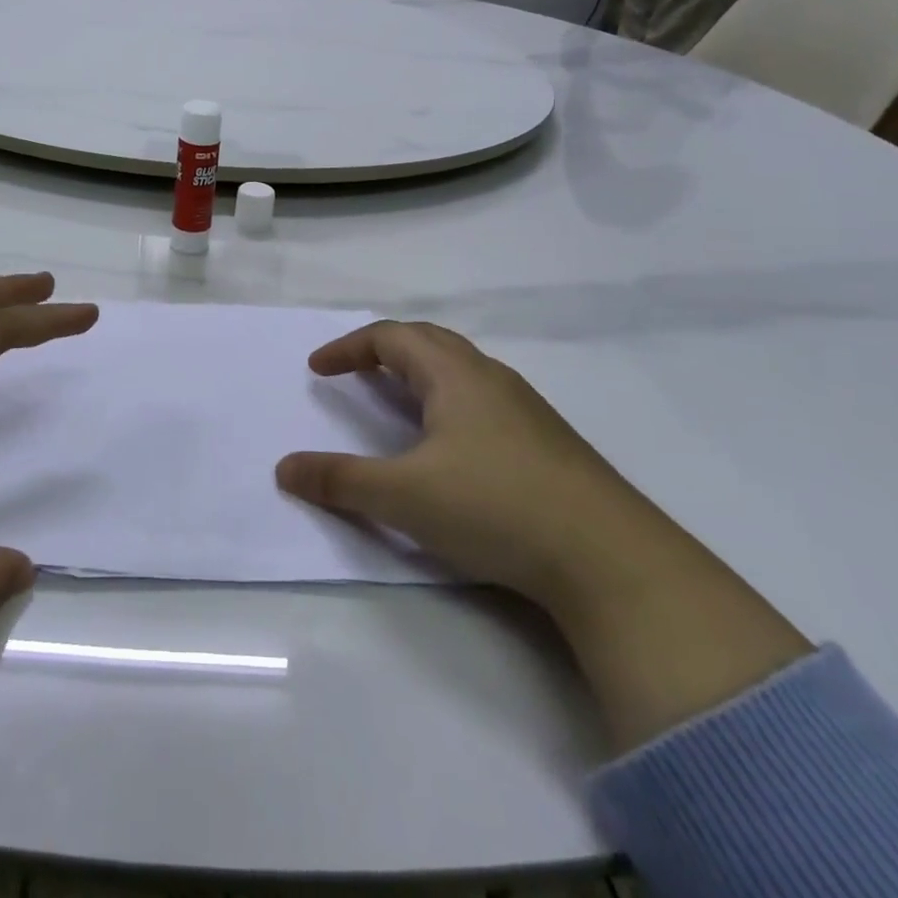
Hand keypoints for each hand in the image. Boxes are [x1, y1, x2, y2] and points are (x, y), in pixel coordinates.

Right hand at [275, 321, 634, 607]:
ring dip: (420, 375)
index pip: (391, 337)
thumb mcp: (403, 496)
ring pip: (461, 371)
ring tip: (397, 403)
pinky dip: (449, 402)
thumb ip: (339, 480)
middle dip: (384, 350)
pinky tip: (452, 446)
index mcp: (454, 375)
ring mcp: (526, 409)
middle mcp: (490, 378)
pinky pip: (484, 400)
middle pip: (428, 342)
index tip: (318, 368)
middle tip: (354, 372)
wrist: (613, 560)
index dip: (348, 347)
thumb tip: (284, 468)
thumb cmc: (495, 506)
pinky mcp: (548, 443)